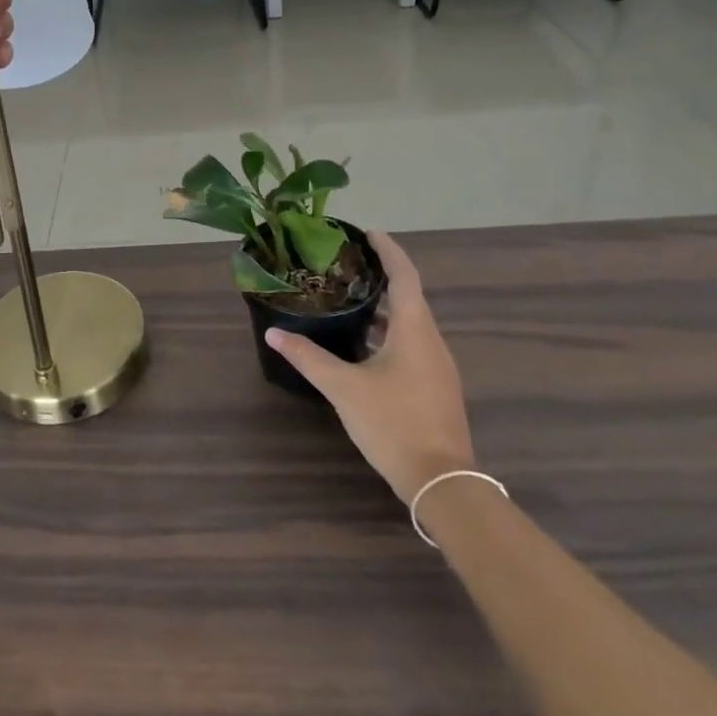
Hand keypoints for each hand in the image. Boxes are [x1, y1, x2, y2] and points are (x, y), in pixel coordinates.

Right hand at [265, 231, 475, 501]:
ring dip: (384, 310)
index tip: (370, 232)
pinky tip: (364, 347)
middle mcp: (432, 342)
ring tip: (350, 301)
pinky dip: (389, 334)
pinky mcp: (435, 389)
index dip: (389, 250)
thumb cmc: (394, 423)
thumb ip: (309, 358)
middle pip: (409, 298)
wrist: (442, 483)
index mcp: (415, 330)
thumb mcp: (344, 388)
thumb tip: (273, 335)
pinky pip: (412, 346)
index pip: (404, 276)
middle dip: (381, 279)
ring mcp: (438, 368)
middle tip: (348, 266)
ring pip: (410, 325)